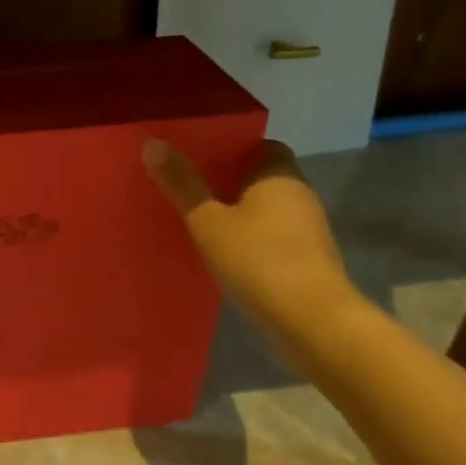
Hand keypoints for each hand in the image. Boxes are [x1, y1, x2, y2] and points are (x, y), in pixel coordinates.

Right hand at [141, 137, 362, 351]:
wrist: (312, 322)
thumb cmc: (258, 259)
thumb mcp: (207, 221)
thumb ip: (182, 184)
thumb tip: (153, 142)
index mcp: (280, 176)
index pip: (262, 146)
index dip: (233, 149)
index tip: (201, 157)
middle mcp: (300, 195)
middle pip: (263, 177)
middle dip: (230, 180)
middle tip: (190, 185)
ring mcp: (309, 230)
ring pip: (269, 209)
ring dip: (241, 212)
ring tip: (201, 218)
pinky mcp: (309, 260)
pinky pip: (274, 236)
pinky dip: (252, 238)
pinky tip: (226, 251)